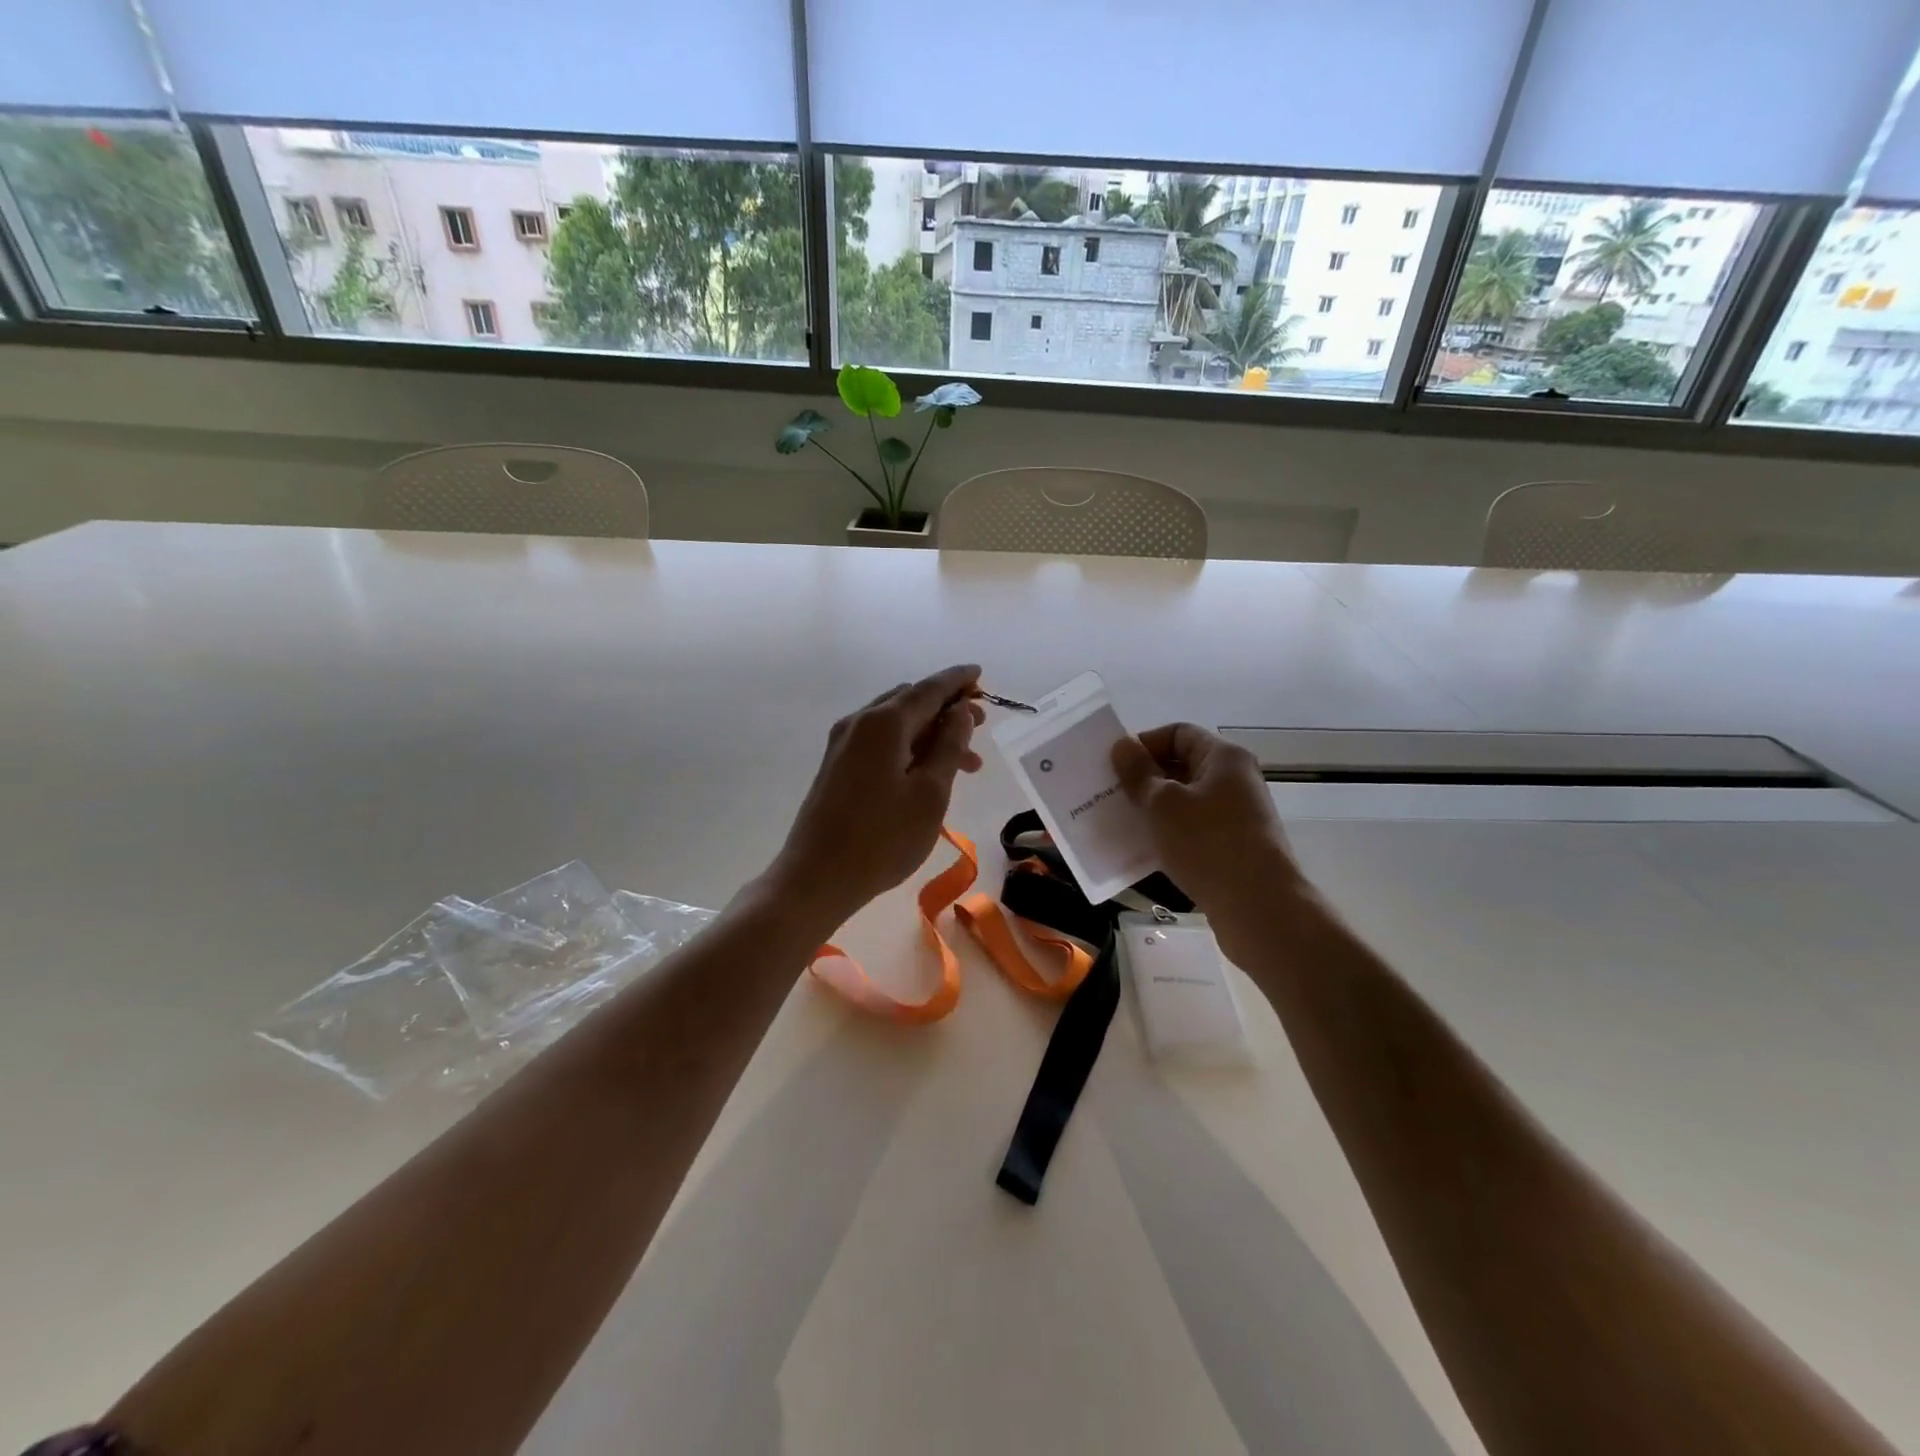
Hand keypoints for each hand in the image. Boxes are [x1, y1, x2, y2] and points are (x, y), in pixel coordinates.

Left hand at [765, 664, 986, 933]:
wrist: (817, 877)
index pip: (928, 689)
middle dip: (947, 709)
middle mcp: (859, 723)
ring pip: (896, 724)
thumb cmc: (883, 838)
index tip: (981, 674)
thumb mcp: (930, 793)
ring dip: (931, 734)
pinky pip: (881, 742)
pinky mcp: (837, 766)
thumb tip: (960, 712)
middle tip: (981, 727)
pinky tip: (929, 773)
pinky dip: (910, 747)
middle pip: (910, 702)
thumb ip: (949, 746)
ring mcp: (843, 744)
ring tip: (968, 764)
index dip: (957, 680)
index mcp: (883, 723)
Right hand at [1112, 723, 1307, 958]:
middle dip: (1145, 777)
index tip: (1115, 766)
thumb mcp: (1163, 804)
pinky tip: (1147, 848)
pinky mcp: (1235, 845)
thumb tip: (1122, 745)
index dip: (1144, 744)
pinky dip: (1170, 832)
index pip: (1178, 733)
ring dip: (1155, 807)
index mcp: (1224, 757)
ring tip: (1124, 821)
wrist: (1258, 907)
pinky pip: (1195, 827)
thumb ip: (1138, 772)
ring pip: (1187, 799)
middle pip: (1183, 765)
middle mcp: (1236, 779)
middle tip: (1112, 794)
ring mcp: (1238, 814)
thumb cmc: (1207, 843)